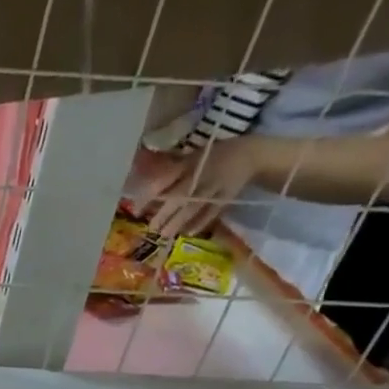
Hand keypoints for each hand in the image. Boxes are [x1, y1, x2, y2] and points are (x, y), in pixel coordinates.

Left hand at [137, 137, 264, 243]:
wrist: (251, 153)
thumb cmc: (215, 156)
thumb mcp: (193, 157)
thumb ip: (172, 170)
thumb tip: (146, 186)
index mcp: (191, 162)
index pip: (167, 178)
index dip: (150, 194)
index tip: (136, 209)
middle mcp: (202, 174)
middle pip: (181, 195)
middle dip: (165, 212)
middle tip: (151, 227)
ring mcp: (216, 186)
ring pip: (195, 206)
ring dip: (178, 221)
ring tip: (164, 234)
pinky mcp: (227, 196)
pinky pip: (213, 212)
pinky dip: (201, 223)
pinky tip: (188, 233)